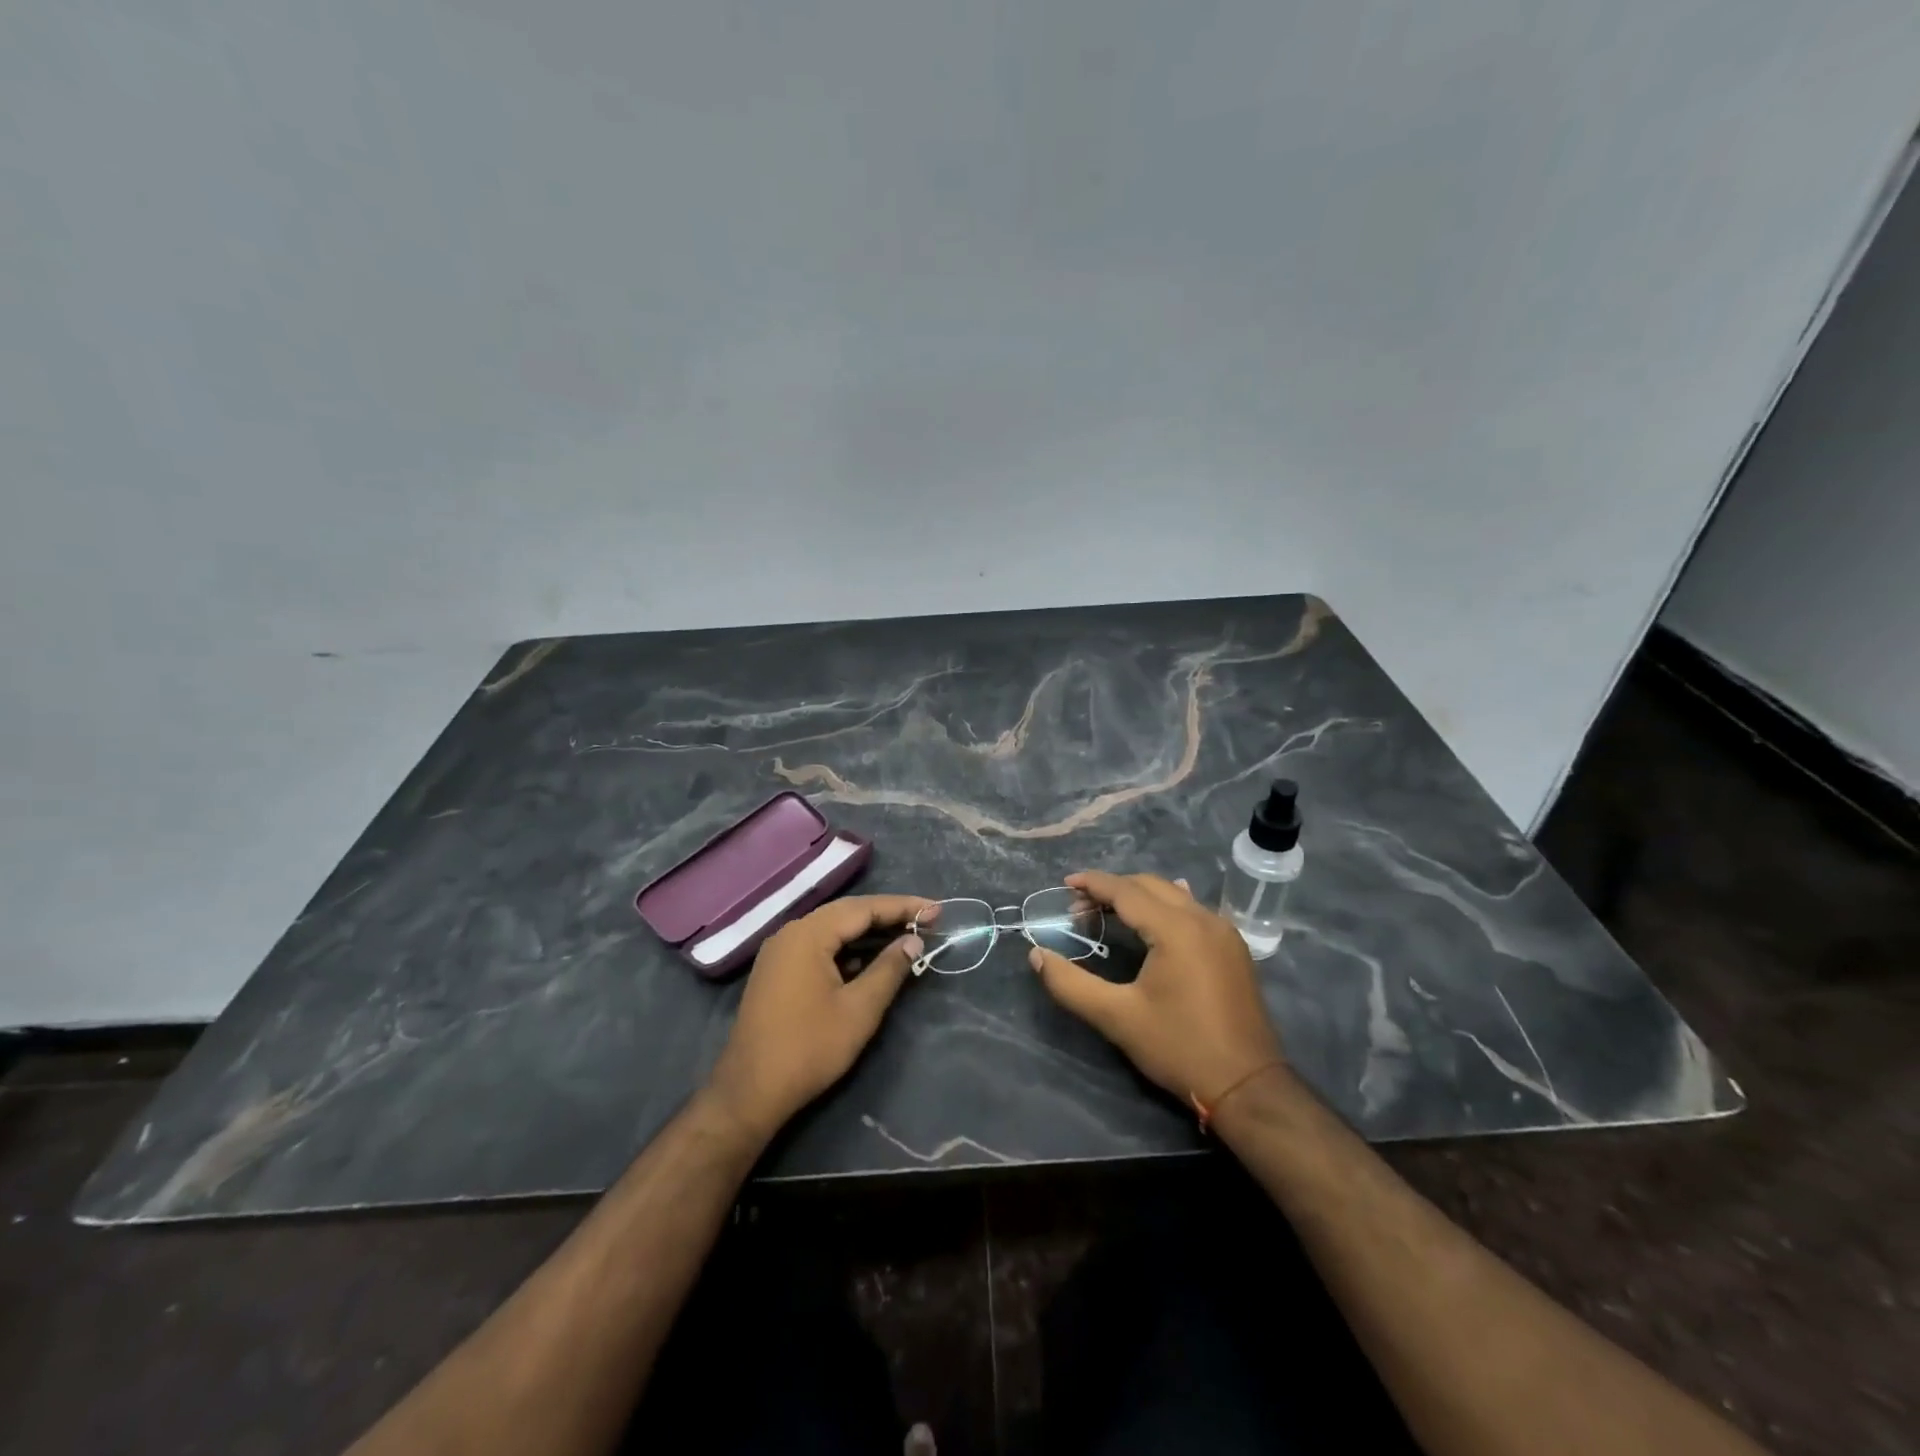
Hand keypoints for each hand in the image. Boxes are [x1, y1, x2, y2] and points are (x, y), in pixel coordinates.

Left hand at [704, 895, 932, 1143]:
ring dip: (868, 932)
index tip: (937, 909)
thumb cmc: (809, 1048)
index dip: (903, 907)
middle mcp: (791, 933)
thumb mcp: (859, 1009)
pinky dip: (847, 948)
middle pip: (847, 913)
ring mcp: (780, 952)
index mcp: (808, 934)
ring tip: (905, 936)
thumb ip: (889, 968)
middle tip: (926, 919)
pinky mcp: (777, 972)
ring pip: (832, 930)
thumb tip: (913, 941)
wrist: (750, 1092)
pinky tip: (868, 960)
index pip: (864, 908)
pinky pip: (819, 946)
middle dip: (888, 915)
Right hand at [1028, 871, 1284, 1108]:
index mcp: (1176, 929)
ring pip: (1174, 895)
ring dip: (1139, 896)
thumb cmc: (1179, 1048)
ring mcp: (1224, 932)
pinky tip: (1155, 918)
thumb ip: (1071, 984)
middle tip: (1079, 906)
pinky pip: (1193, 910)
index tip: (1065, 883)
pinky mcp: (1233, 949)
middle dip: (1113, 889)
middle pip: (1150, 885)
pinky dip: (1165, 907)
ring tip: (1108, 912)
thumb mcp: (1117, 1018)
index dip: (1093, 884)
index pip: (1126, 891)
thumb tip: (1037, 955)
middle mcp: (1203, 919)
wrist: (1248, 1086)